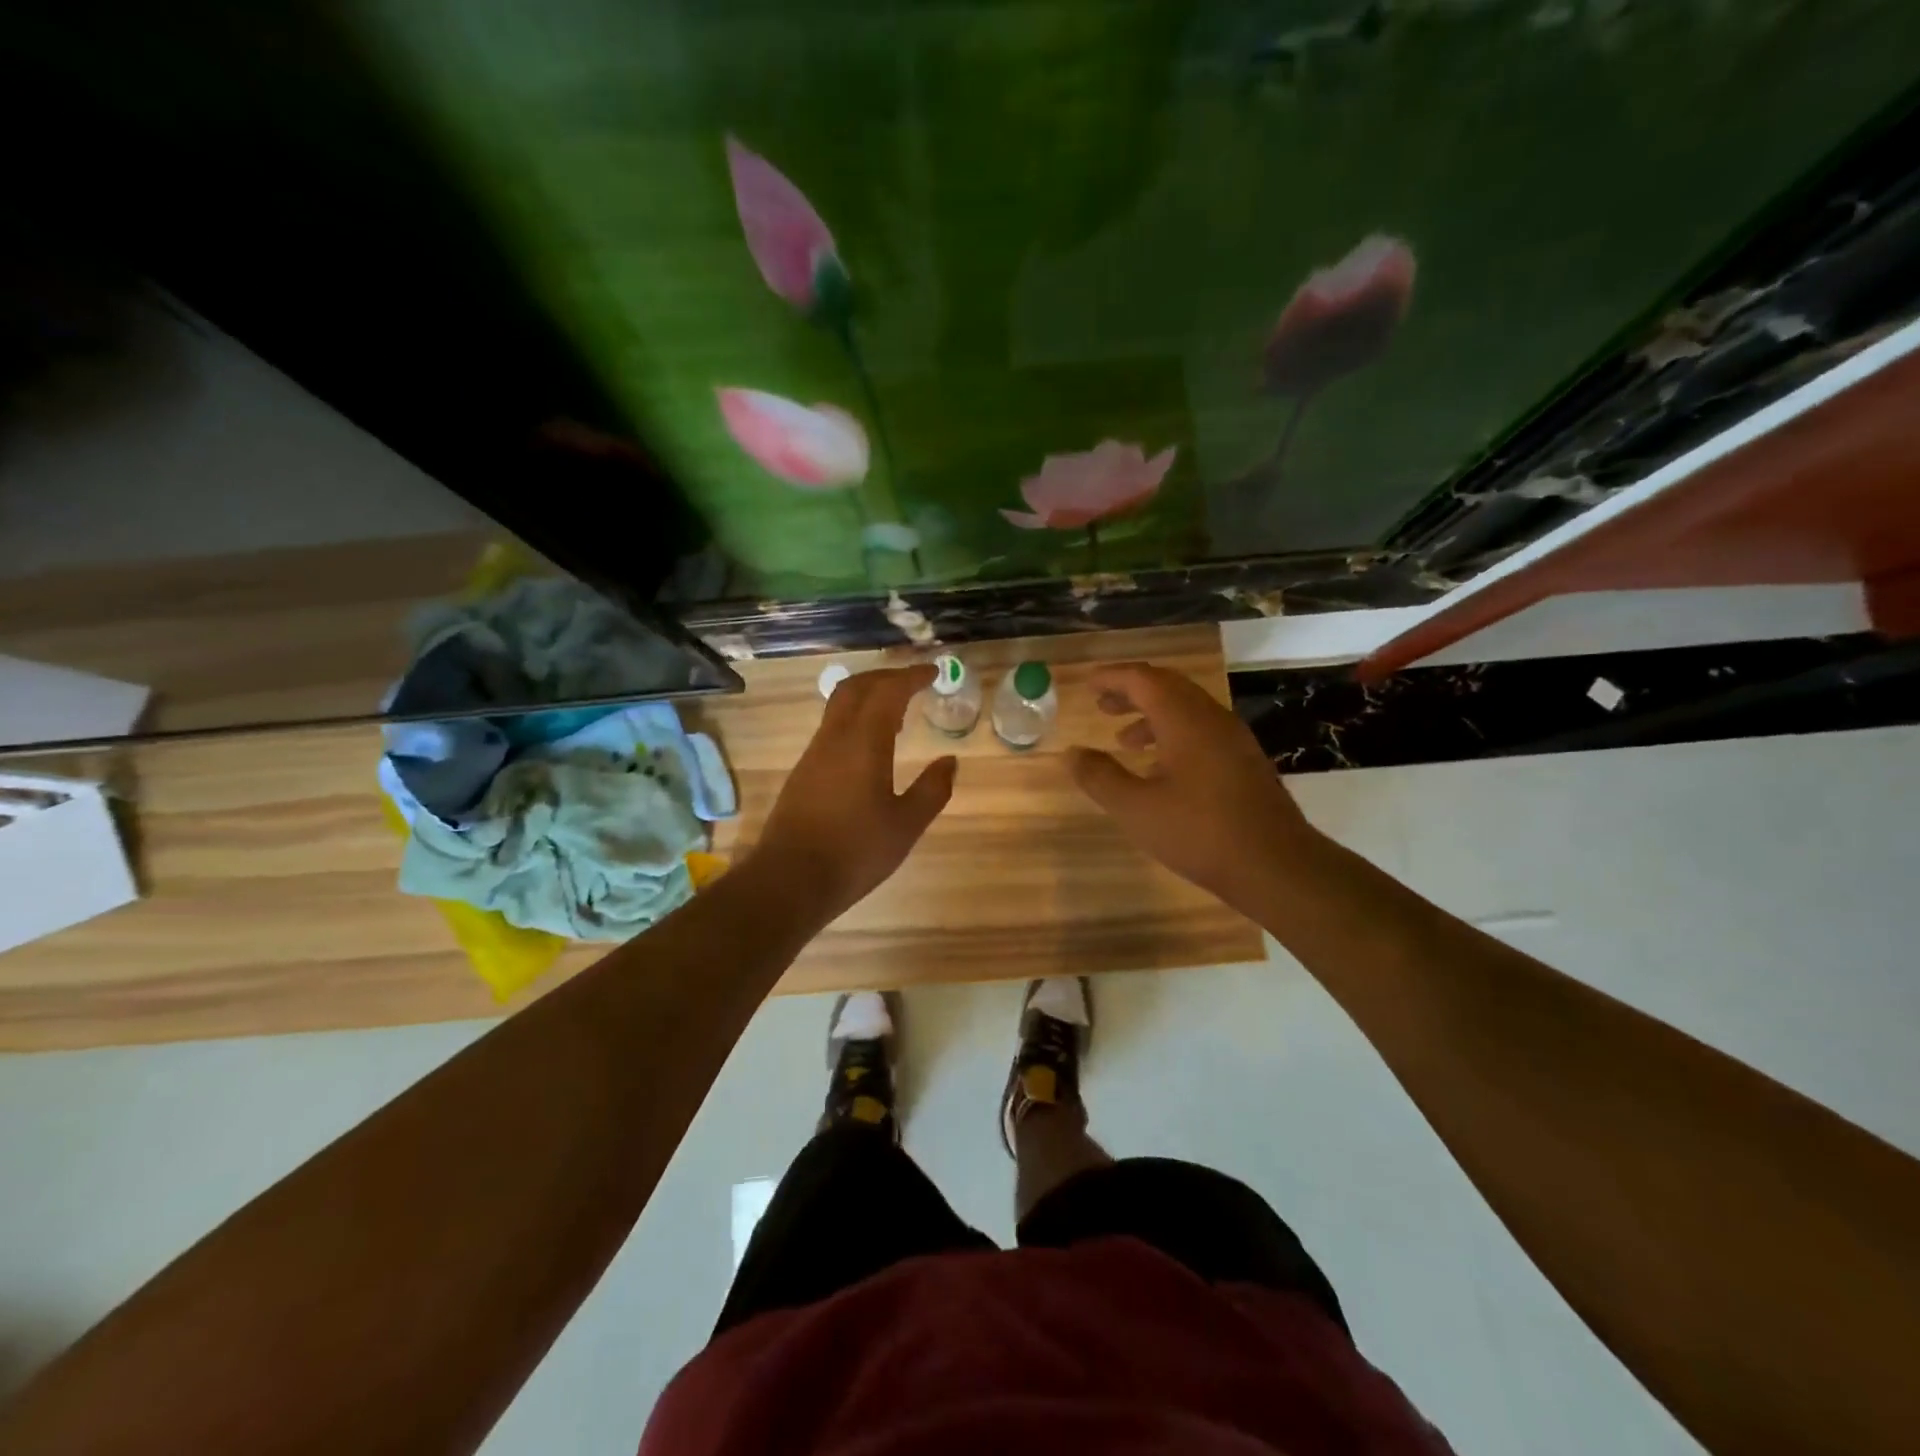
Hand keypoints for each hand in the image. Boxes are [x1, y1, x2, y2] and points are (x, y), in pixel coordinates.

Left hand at [754, 664, 956, 920]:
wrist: (789, 880)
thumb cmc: (855, 852)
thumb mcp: (906, 825)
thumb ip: (932, 790)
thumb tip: (950, 762)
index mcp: (863, 742)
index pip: (888, 691)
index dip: (911, 676)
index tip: (933, 673)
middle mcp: (834, 738)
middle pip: (856, 687)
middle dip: (885, 677)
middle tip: (913, 683)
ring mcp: (814, 754)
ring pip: (839, 706)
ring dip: (868, 698)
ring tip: (898, 714)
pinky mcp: (803, 772)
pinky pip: (832, 728)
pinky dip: (856, 720)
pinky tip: (871, 747)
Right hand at [1067, 663, 1323, 916]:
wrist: (1276, 866)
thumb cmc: (1199, 833)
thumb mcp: (1136, 809)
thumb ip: (1100, 777)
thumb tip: (1072, 753)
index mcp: (1184, 720)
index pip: (1143, 679)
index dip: (1112, 677)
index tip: (1087, 684)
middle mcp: (1211, 719)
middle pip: (1168, 687)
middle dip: (1132, 692)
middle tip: (1102, 705)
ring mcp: (1234, 740)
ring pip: (1187, 710)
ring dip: (1152, 716)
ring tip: (1124, 740)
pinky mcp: (1245, 762)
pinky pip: (1202, 732)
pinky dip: (1173, 735)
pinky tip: (1161, 769)